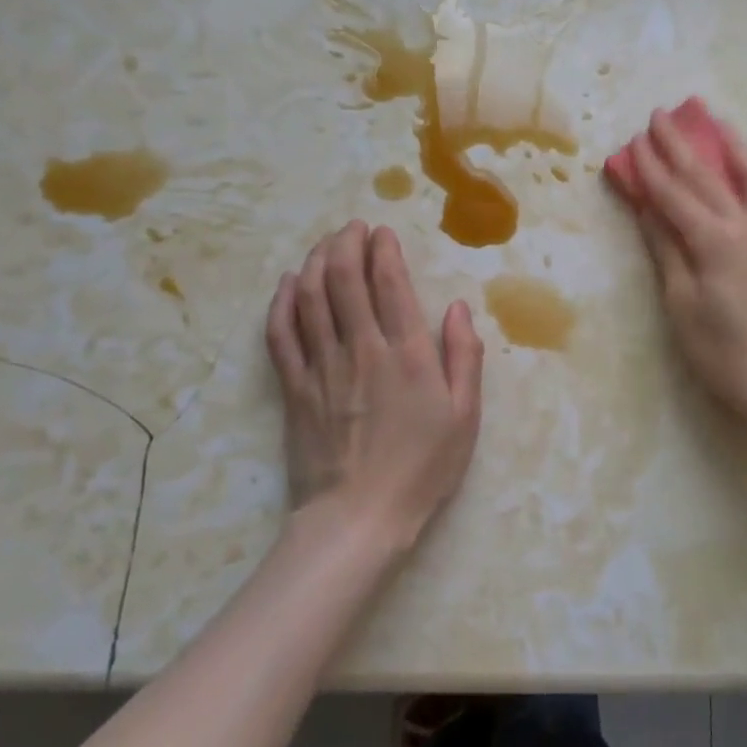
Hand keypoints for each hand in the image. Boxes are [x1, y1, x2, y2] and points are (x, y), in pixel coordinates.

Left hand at [265, 222, 483, 546]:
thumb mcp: (465, 416)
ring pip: (309, 297)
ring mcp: (322, 366)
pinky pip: (281, 334)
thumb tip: (458, 307)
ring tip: (325, 244)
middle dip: (346, 243)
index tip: (382, 232)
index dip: (383, 249)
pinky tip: (287, 285)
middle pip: (343, 278)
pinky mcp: (294, 388)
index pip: (389, 283)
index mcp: (408, 354)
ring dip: (315, 261)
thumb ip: (464, 356)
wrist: (359, 518)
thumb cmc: (422, 467)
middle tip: (352, 228)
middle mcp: (362, 349)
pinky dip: (282, 302)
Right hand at [624, 108, 746, 423]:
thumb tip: (646, 207)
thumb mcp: (681, 302)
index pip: (675, 193)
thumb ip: (666, 248)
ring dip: (732, 143)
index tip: (634, 139)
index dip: (651, 166)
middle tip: (660, 115)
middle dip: (681, 144)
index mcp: (716, 240)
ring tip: (716, 120)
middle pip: (710, 175)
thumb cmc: (721, 349)